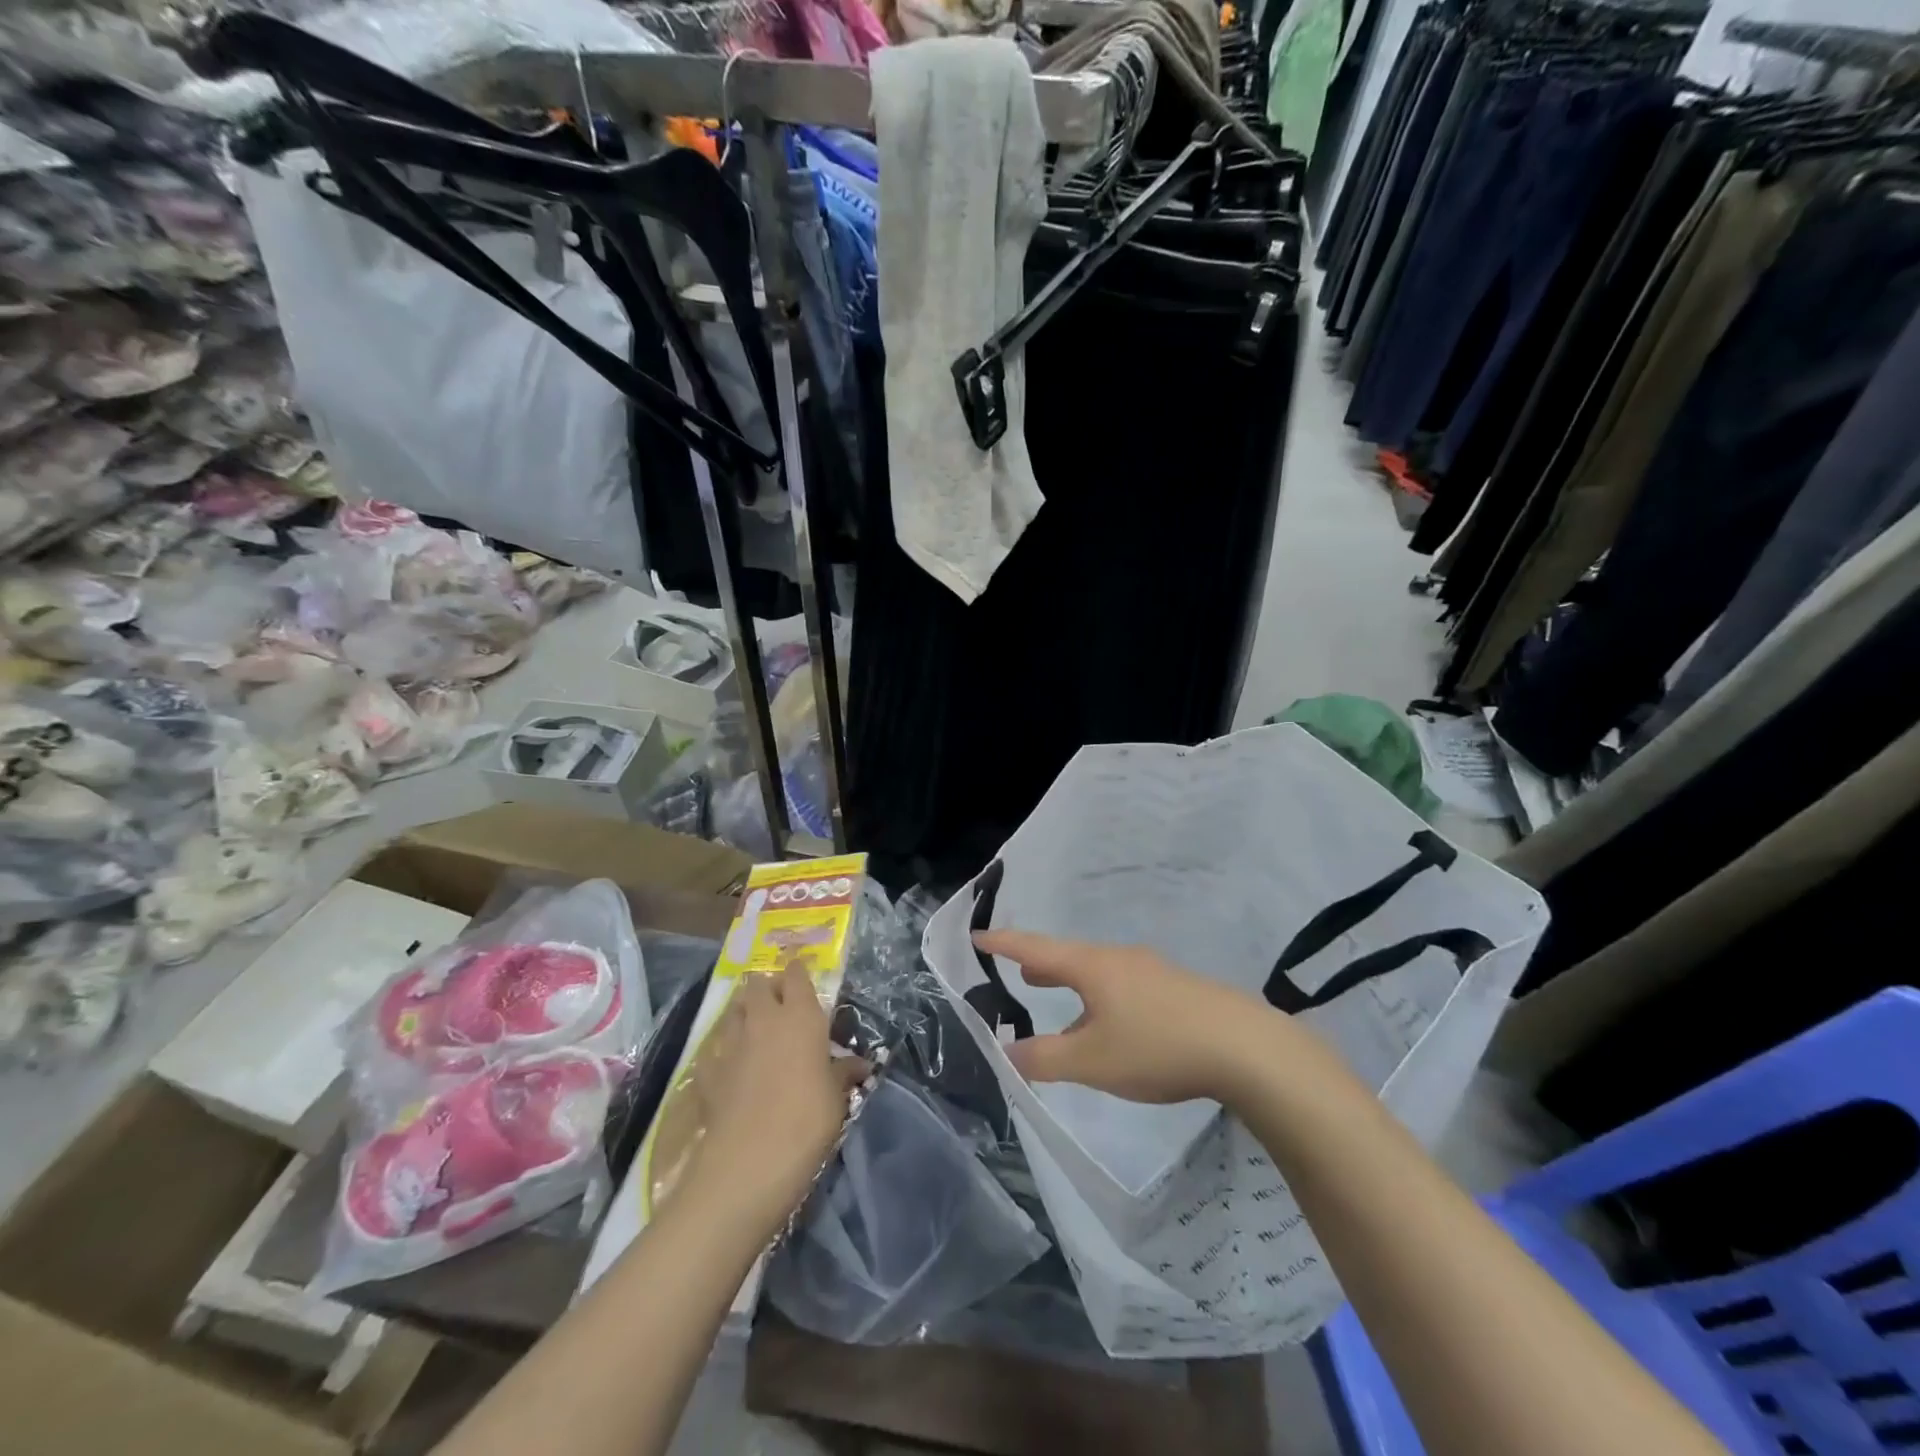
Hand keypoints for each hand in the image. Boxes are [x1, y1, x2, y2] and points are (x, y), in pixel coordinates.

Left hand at [688, 960, 869, 1232]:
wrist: (748, 1162)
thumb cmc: (807, 1120)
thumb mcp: (837, 1096)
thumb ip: (844, 1072)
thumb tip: (860, 1064)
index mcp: (800, 1016)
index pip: (796, 974)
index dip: (798, 969)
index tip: (802, 970)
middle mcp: (763, 1019)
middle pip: (758, 984)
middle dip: (767, 986)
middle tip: (779, 1002)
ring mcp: (731, 1043)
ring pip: (734, 1011)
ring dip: (744, 1013)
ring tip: (755, 1028)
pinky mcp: (707, 1071)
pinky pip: (716, 1049)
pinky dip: (724, 1052)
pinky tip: (730, 1067)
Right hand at [972, 930, 1292, 1106]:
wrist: (1244, 1047)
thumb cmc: (1156, 1047)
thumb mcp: (1092, 1062)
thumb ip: (1044, 1059)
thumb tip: (1007, 1052)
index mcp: (1091, 966)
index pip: (1034, 948)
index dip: (1003, 943)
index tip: (978, 935)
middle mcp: (1118, 958)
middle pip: (1068, 955)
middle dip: (1040, 964)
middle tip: (1018, 972)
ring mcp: (1151, 970)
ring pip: (1098, 970)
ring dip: (1071, 980)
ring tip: (1056, 992)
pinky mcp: (1175, 988)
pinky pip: (1122, 983)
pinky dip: (1100, 994)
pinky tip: (1111, 1022)